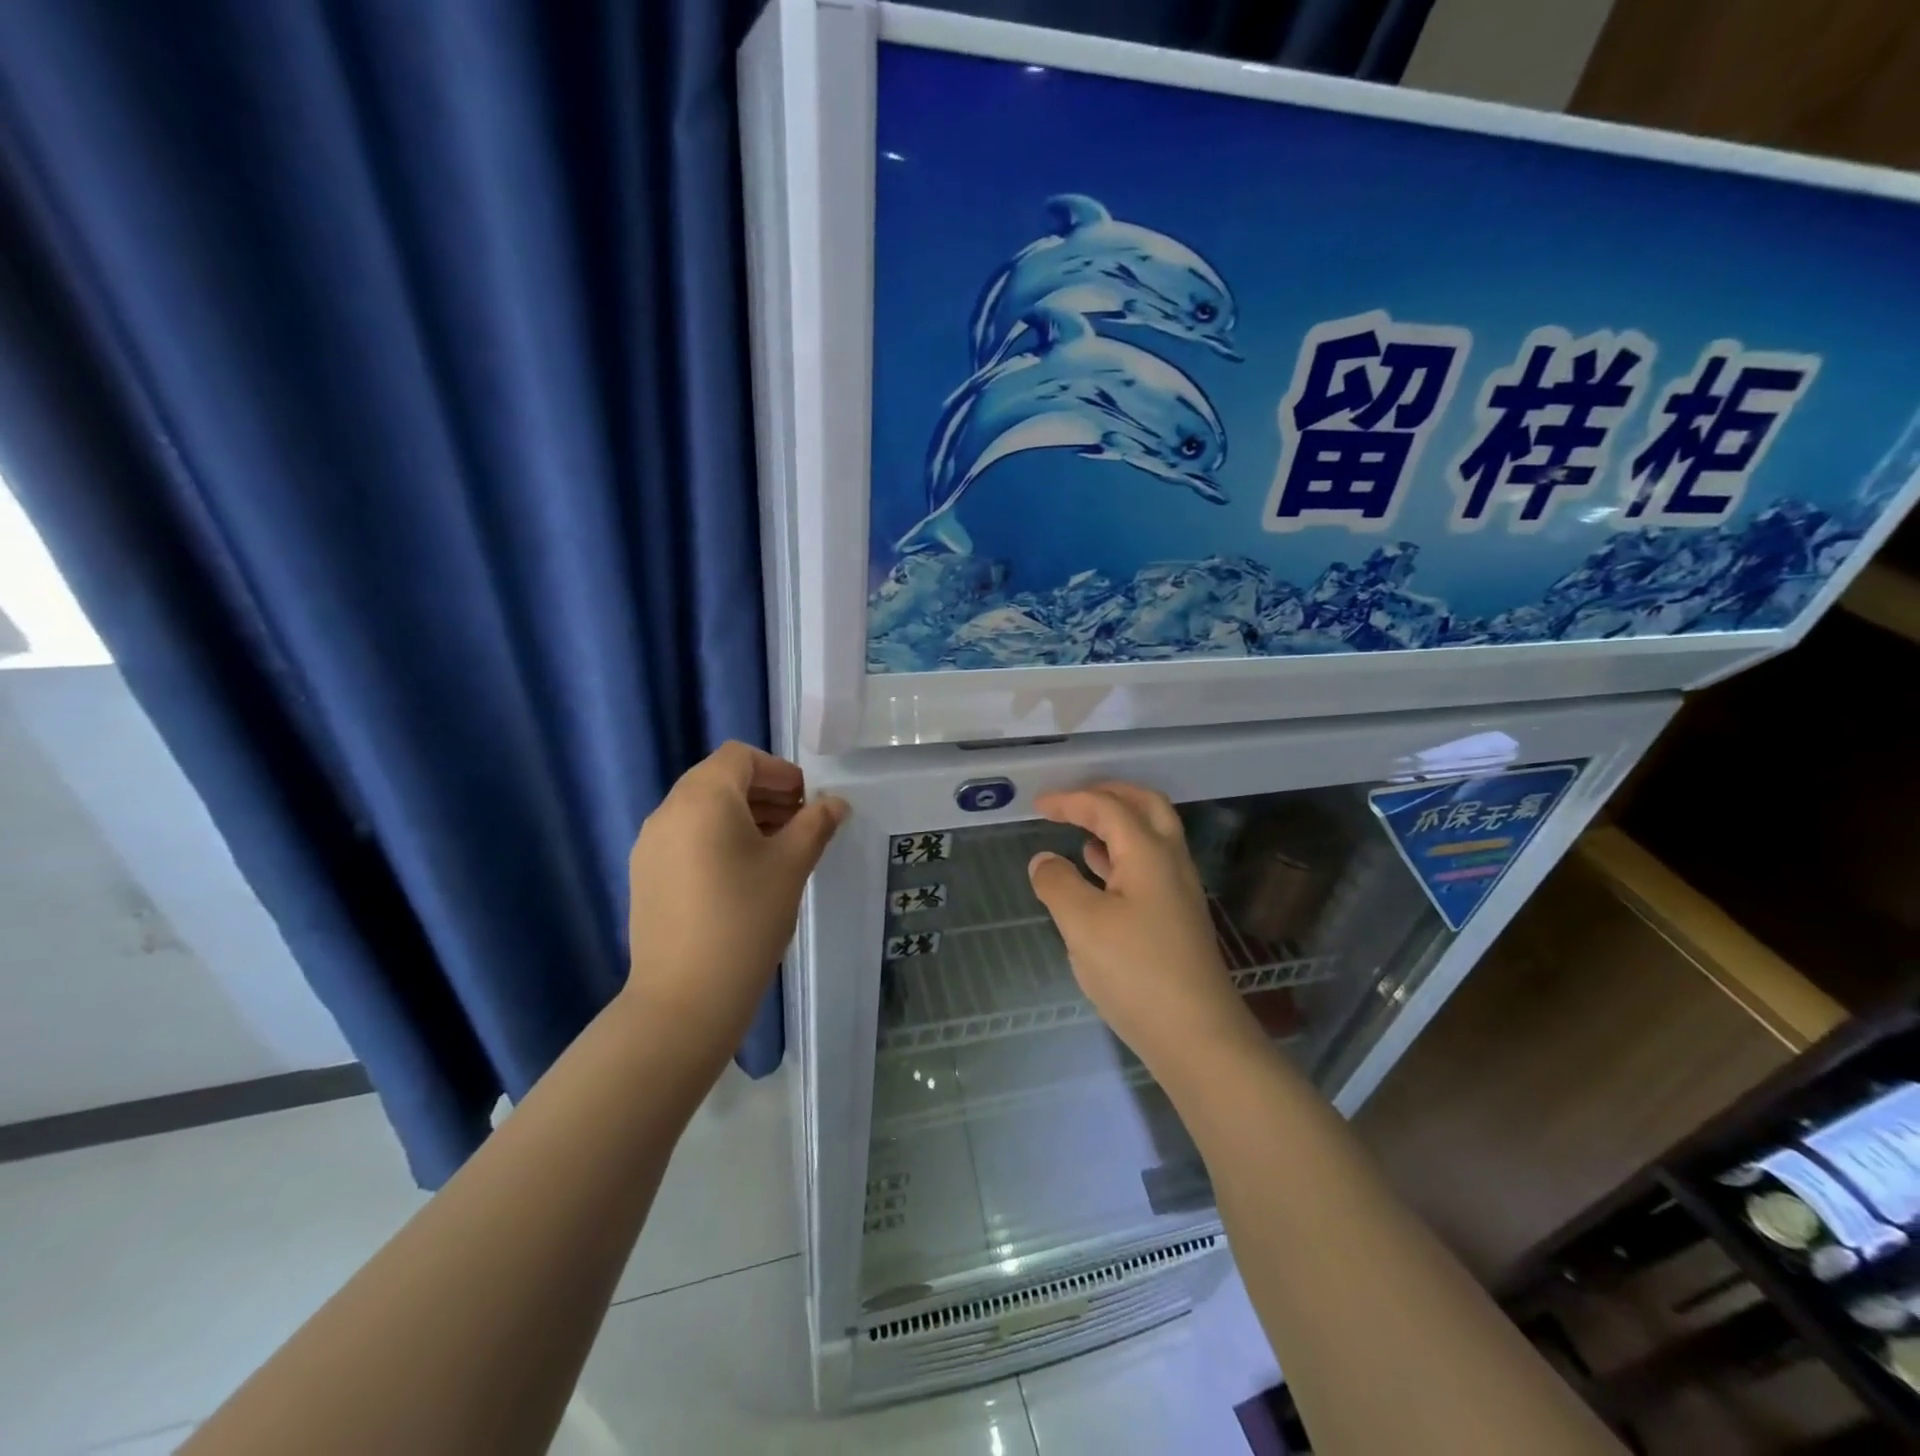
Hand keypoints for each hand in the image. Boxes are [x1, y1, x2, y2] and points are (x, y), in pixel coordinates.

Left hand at [624, 742, 846, 1055]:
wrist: (684, 998)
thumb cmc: (745, 919)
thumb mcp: (791, 865)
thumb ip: (816, 824)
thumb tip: (835, 803)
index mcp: (703, 798)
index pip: (740, 756)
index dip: (779, 770)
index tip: (806, 800)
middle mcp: (668, 811)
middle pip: (719, 779)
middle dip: (763, 792)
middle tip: (799, 822)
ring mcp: (650, 845)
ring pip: (701, 810)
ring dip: (742, 815)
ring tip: (776, 849)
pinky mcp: (645, 875)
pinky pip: (686, 837)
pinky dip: (717, 838)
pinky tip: (742, 875)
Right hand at [1028, 783, 1254, 1074]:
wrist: (1197, 1035)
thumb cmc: (1137, 972)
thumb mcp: (1083, 925)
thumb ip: (1058, 884)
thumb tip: (1043, 859)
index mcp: (1149, 853)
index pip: (1108, 807)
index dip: (1071, 800)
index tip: (1038, 805)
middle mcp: (1171, 862)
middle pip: (1146, 806)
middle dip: (1108, 794)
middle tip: (1073, 800)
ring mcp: (1178, 891)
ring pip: (1151, 836)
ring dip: (1117, 824)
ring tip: (1080, 830)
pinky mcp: (1177, 918)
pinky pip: (1148, 866)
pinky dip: (1120, 855)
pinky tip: (1098, 874)